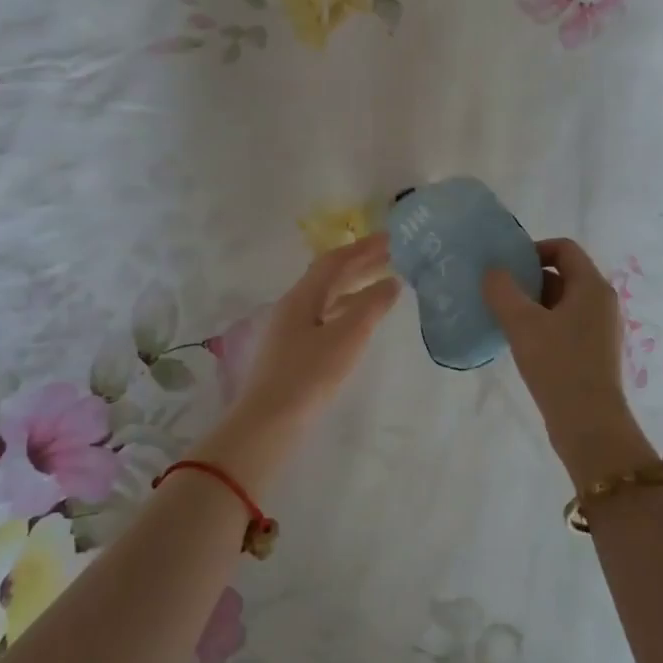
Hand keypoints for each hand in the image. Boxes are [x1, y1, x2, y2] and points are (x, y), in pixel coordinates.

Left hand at [227, 234, 401, 440]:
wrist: (269, 423)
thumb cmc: (309, 375)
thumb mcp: (347, 337)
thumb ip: (371, 307)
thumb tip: (392, 283)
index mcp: (302, 297)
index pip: (335, 261)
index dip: (363, 247)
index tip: (391, 239)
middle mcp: (293, 306)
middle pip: (329, 277)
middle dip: (361, 264)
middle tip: (392, 257)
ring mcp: (290, 330)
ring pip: (328, 298)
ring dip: (355, 287)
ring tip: (384, 285)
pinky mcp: (293, 352)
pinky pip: (325, 317)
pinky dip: (348, 310)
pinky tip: (361, 321)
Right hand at [483, 238, 655, 482]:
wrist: (588, 424)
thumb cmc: (558, 365)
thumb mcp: (523, 323)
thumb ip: (503, 290)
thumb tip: (493, 271)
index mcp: (592, 286)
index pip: (564, 248)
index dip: (534, 249)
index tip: (506, 266)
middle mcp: (601, 302)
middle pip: (562, 274)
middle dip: (529, 279)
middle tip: (498, 292)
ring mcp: (599, 329)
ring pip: (561, 302)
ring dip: (532, 304)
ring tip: (503, 317)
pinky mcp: (592, 352)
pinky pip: (564, 325)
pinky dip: (542, 325)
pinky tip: (520, 342)